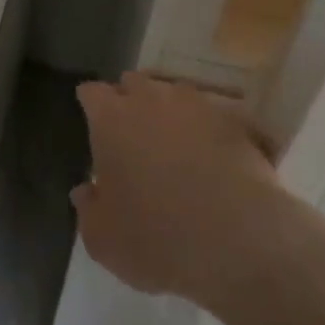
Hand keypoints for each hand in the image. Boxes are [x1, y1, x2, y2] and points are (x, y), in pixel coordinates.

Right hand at [72, 73, 283, 308]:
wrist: (239, 241)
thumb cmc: (157, 237)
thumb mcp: (104, 239)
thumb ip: (88, 209)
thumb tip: (85, 190)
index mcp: (111, 119)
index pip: (92, 93)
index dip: (91, 105)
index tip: (92, 121)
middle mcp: (151, 98)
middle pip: (133, 83)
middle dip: (129, 100)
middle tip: (132, 133)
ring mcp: (196, 104)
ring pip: (174, 92)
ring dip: (169, 110)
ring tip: (174, 142)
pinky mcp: (233, 120)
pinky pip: (211, 114)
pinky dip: (207, 128)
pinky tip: (211, 155)